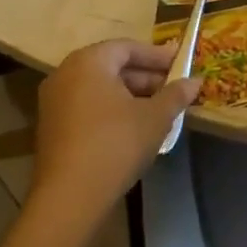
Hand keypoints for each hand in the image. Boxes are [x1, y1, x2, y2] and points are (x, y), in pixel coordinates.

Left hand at [29, 39, 197, 231]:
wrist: (69, 198)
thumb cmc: (116, 144)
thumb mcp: (155, 117)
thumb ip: (176, 94)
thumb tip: (195, 81)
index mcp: (90, 61)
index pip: (129, 47)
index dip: (158, 56)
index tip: (181, 65)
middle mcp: (66, 73)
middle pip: (113, 66)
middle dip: (146, 77)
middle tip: (173, 88)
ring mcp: (54, 101)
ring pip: (101, 88)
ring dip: (131, 95)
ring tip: (159, 109)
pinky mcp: (51, 127)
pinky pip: (88, 106)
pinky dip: (112, 109)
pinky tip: (135, 127)